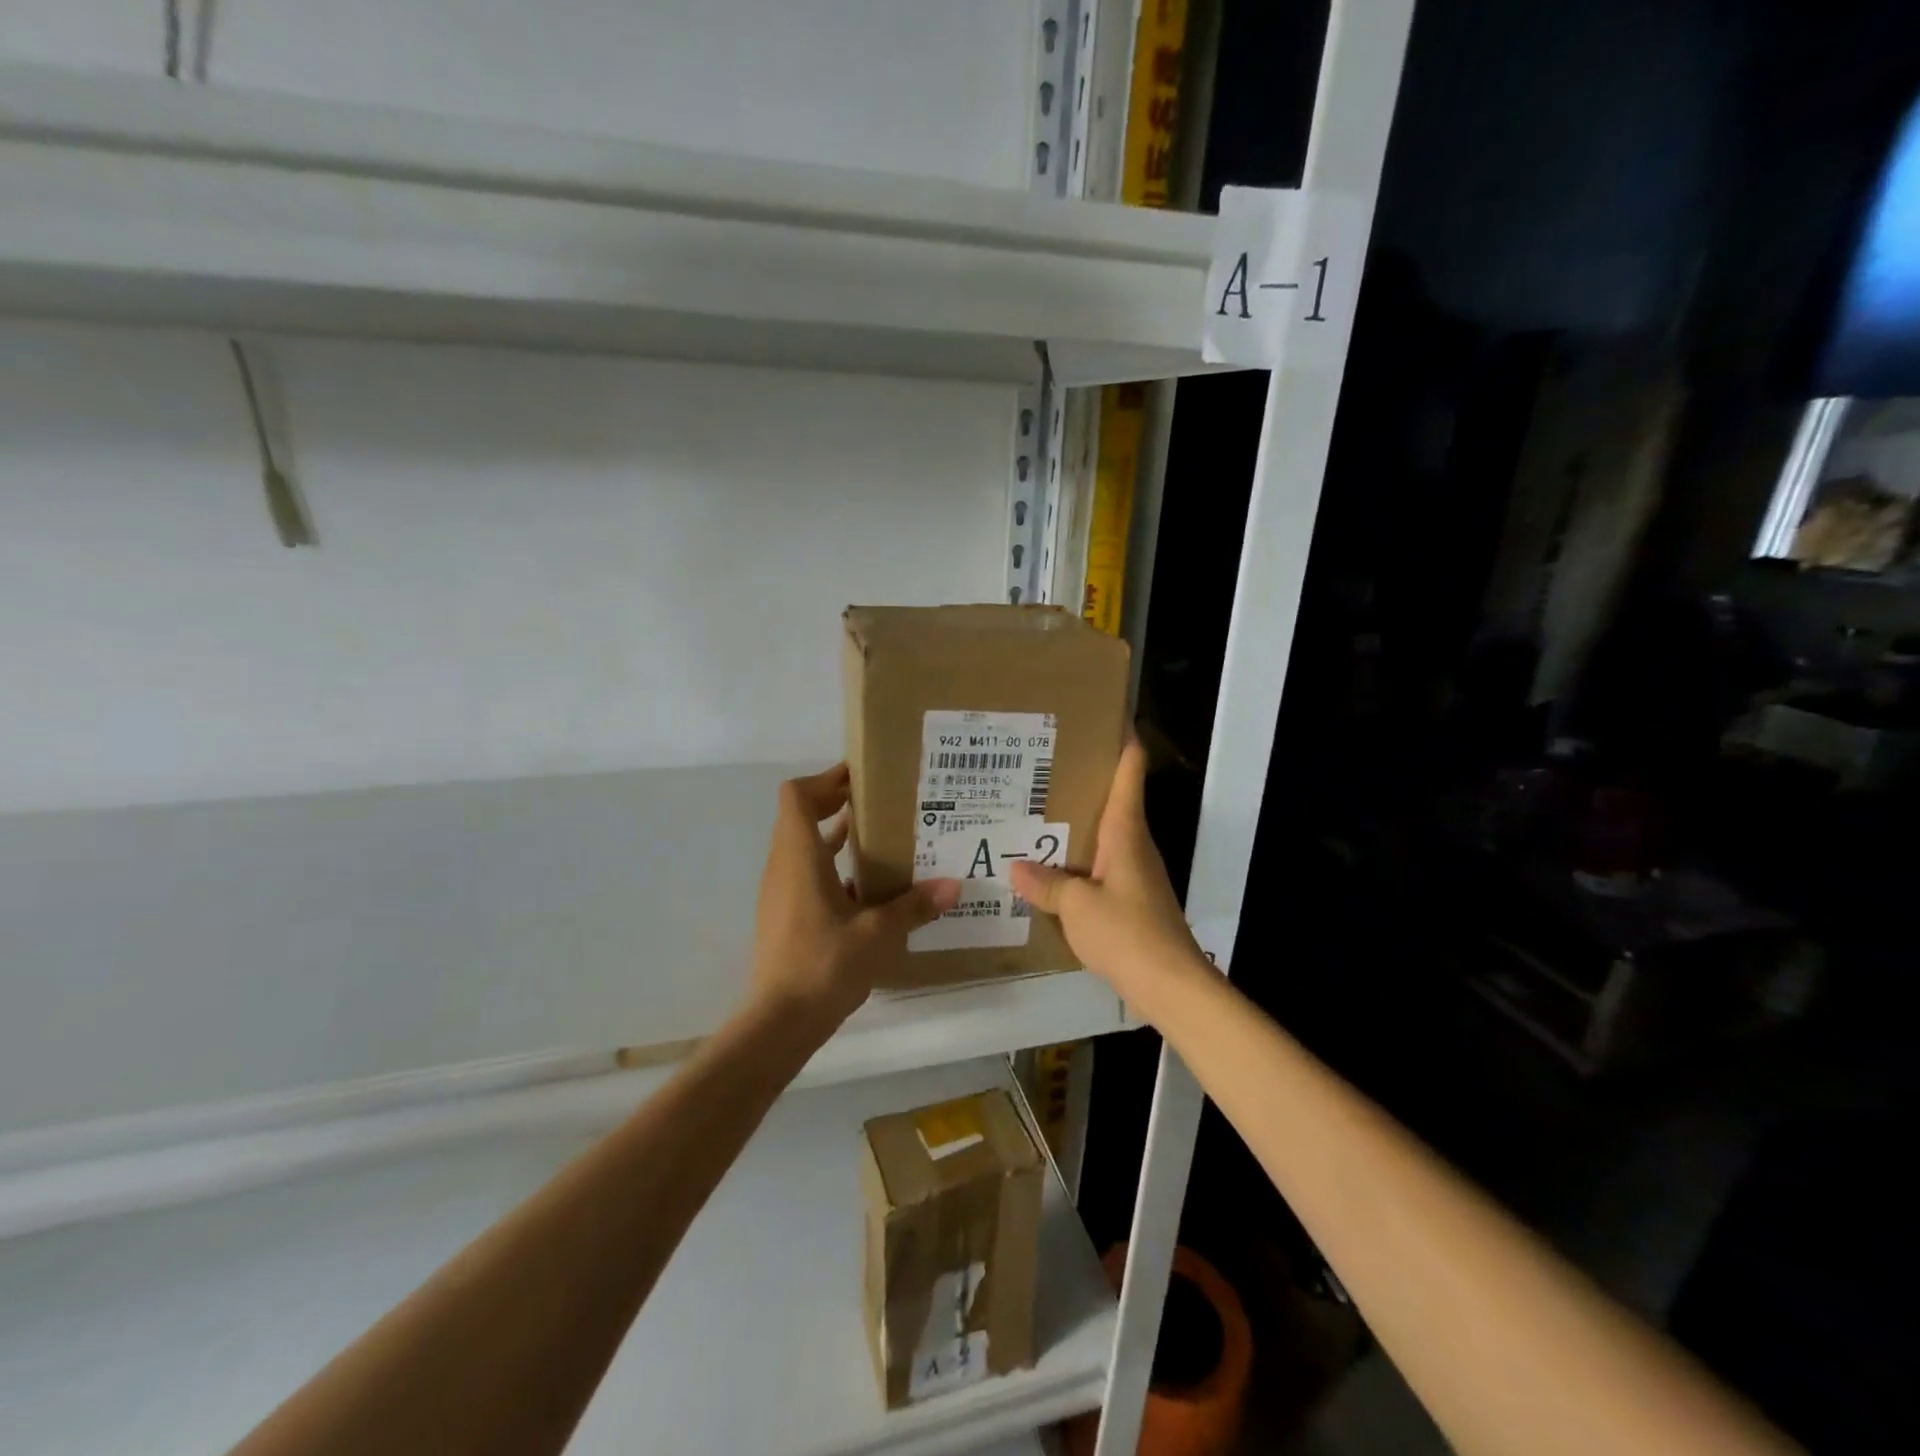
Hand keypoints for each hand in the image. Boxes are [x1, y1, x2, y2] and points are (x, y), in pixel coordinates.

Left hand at [750, 764, 960, 1032]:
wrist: (778, 1023)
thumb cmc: (824, 965)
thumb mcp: (877, 933)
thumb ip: (913, 906)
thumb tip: (952, 885)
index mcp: (799, 857)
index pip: (797, 796)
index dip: (826, 779)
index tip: (861, 777)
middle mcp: (783, 866)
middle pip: (800, 816)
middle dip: (836, 803)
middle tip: (880, 803)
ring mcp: (780, 893)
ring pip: (803, 846)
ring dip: (835, 837)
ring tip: (881, 839)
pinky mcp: (783, 916)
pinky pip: (805, 874)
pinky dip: (831, 867)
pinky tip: (867, 888)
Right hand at [1010, 736, 1208, 1008]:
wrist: (1170, 984)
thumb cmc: (1127, 933)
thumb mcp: (1077, 907)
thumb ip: (1046, 885)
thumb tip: (1016, 869)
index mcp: (1126, 832)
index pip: (1130, 773)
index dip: (1122, 741)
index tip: (1104, 715)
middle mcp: (1134, 844)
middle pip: (1114, 798)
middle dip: (1084, 779)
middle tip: (1043, 764)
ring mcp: (1135, 872)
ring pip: (1104, 834)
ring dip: (1077, 821)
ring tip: (1037, 810)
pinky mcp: (1131, 898)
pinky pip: (1100, 865)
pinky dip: (1078, 858)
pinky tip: (1051, 867)